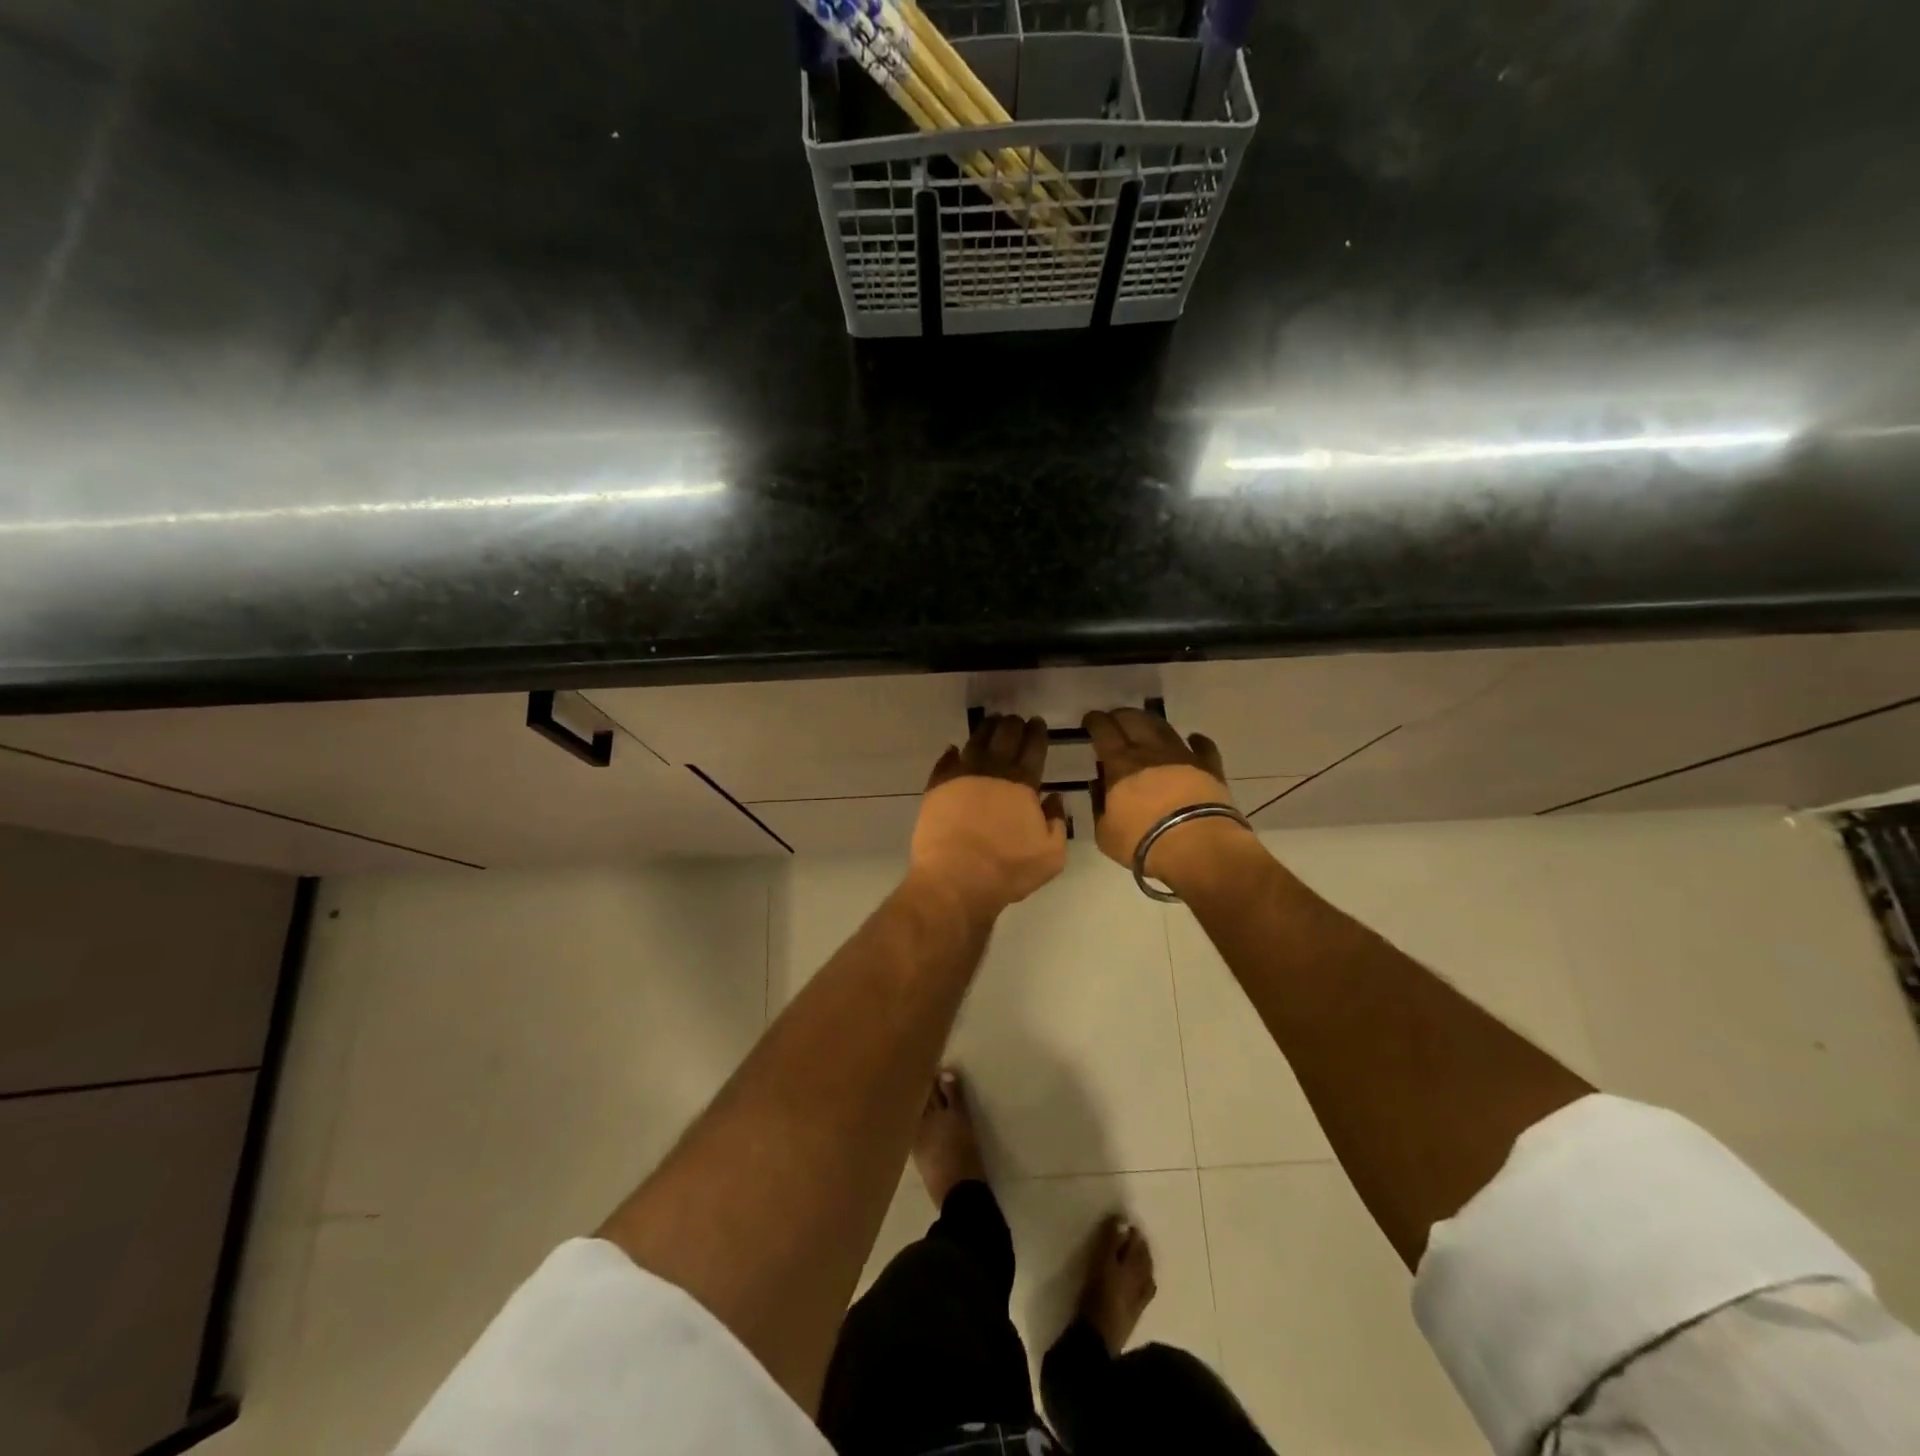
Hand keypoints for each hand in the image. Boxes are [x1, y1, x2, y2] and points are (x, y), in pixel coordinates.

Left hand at [910, 714, 1068, 920]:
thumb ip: (1057, 822)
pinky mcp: (936, 788)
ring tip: (990, 724)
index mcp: (1022, 783)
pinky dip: (951, 753)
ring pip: (975, 742)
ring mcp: (961, 776)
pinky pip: (945, 762)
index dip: (1037, 733)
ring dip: (985, 730)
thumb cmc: (1008, 869)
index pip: (1033, 748)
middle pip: (1004, 737)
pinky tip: (954, 749)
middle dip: (1013, 725)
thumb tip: (1054, 798)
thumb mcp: (1051, 855)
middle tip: (1016, 719)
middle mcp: (992, 771)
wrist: (955, 879)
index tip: (1037, 722)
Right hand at [1082, 708, 1254, 888]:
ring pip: (1164, 728)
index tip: (1090, 720)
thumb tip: (1098, 785)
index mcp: (1120, 764)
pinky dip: (1197, 741)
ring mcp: (1182, 756)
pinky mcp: (1209, 767)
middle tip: (1114, 719)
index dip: (1095, 721)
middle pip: (1133, 720)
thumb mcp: (1105, 833)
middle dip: (1120, 715)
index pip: (1103, 731)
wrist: (1197, 847)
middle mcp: (1150, 751)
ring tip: (1145, 723)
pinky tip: (1193, 739)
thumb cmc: (1143, 842)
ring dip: (1151, 722)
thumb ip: (1099, 805)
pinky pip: (1204, 747)